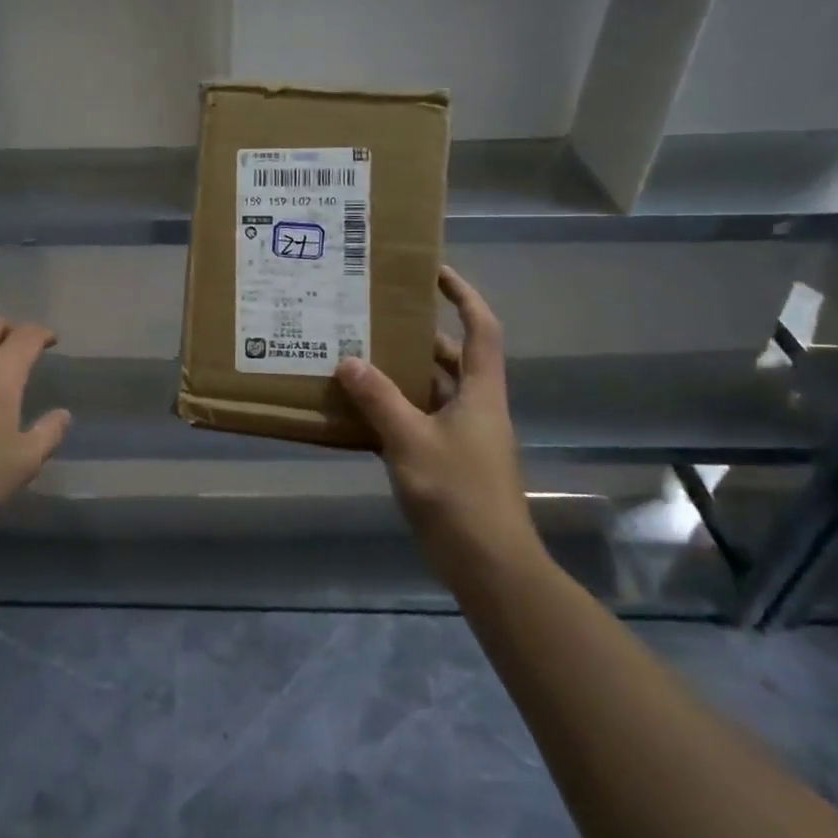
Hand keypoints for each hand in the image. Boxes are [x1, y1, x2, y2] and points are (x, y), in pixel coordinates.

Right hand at [335, 267, 540, 582]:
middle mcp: (474, 406)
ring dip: (398, 373)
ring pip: (429, 389)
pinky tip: (357, 408)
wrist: (488, 565)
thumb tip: (348, 361)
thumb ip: (379, 399)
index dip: (463, 294)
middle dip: (416, 334)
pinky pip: (416, 420)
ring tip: (356, 354)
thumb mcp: (411, 441)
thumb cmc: (459, 493)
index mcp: (479, 391)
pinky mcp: (445, 460)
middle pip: (449, 356)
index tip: (433, 271)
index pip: (481, 328)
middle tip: (373, 316)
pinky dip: (391, 409)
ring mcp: (461, 435)